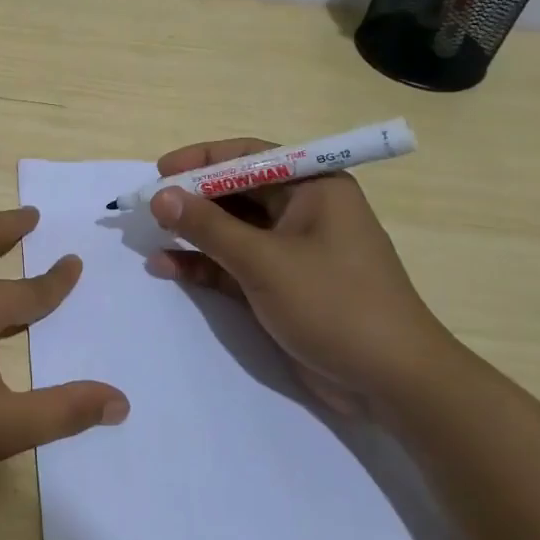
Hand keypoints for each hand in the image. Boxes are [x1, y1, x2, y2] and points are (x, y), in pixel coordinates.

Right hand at [146, 139, 458, 420]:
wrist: (392, 383)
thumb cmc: (334, 304)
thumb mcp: (264, 261)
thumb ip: (208, 226)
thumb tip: (160, 195)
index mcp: (314, 188)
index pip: (249, 157)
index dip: (202, 159)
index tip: (160, 170)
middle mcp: (303, 211)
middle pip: (236, 192)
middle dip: (191, 199)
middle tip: (147, 207)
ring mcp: (291, 250)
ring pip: (230, 229)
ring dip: (192, 233)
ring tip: (149, 237)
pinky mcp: (281, 285)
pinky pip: (233, 263)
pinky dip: (203, 264)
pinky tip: (167, 267)